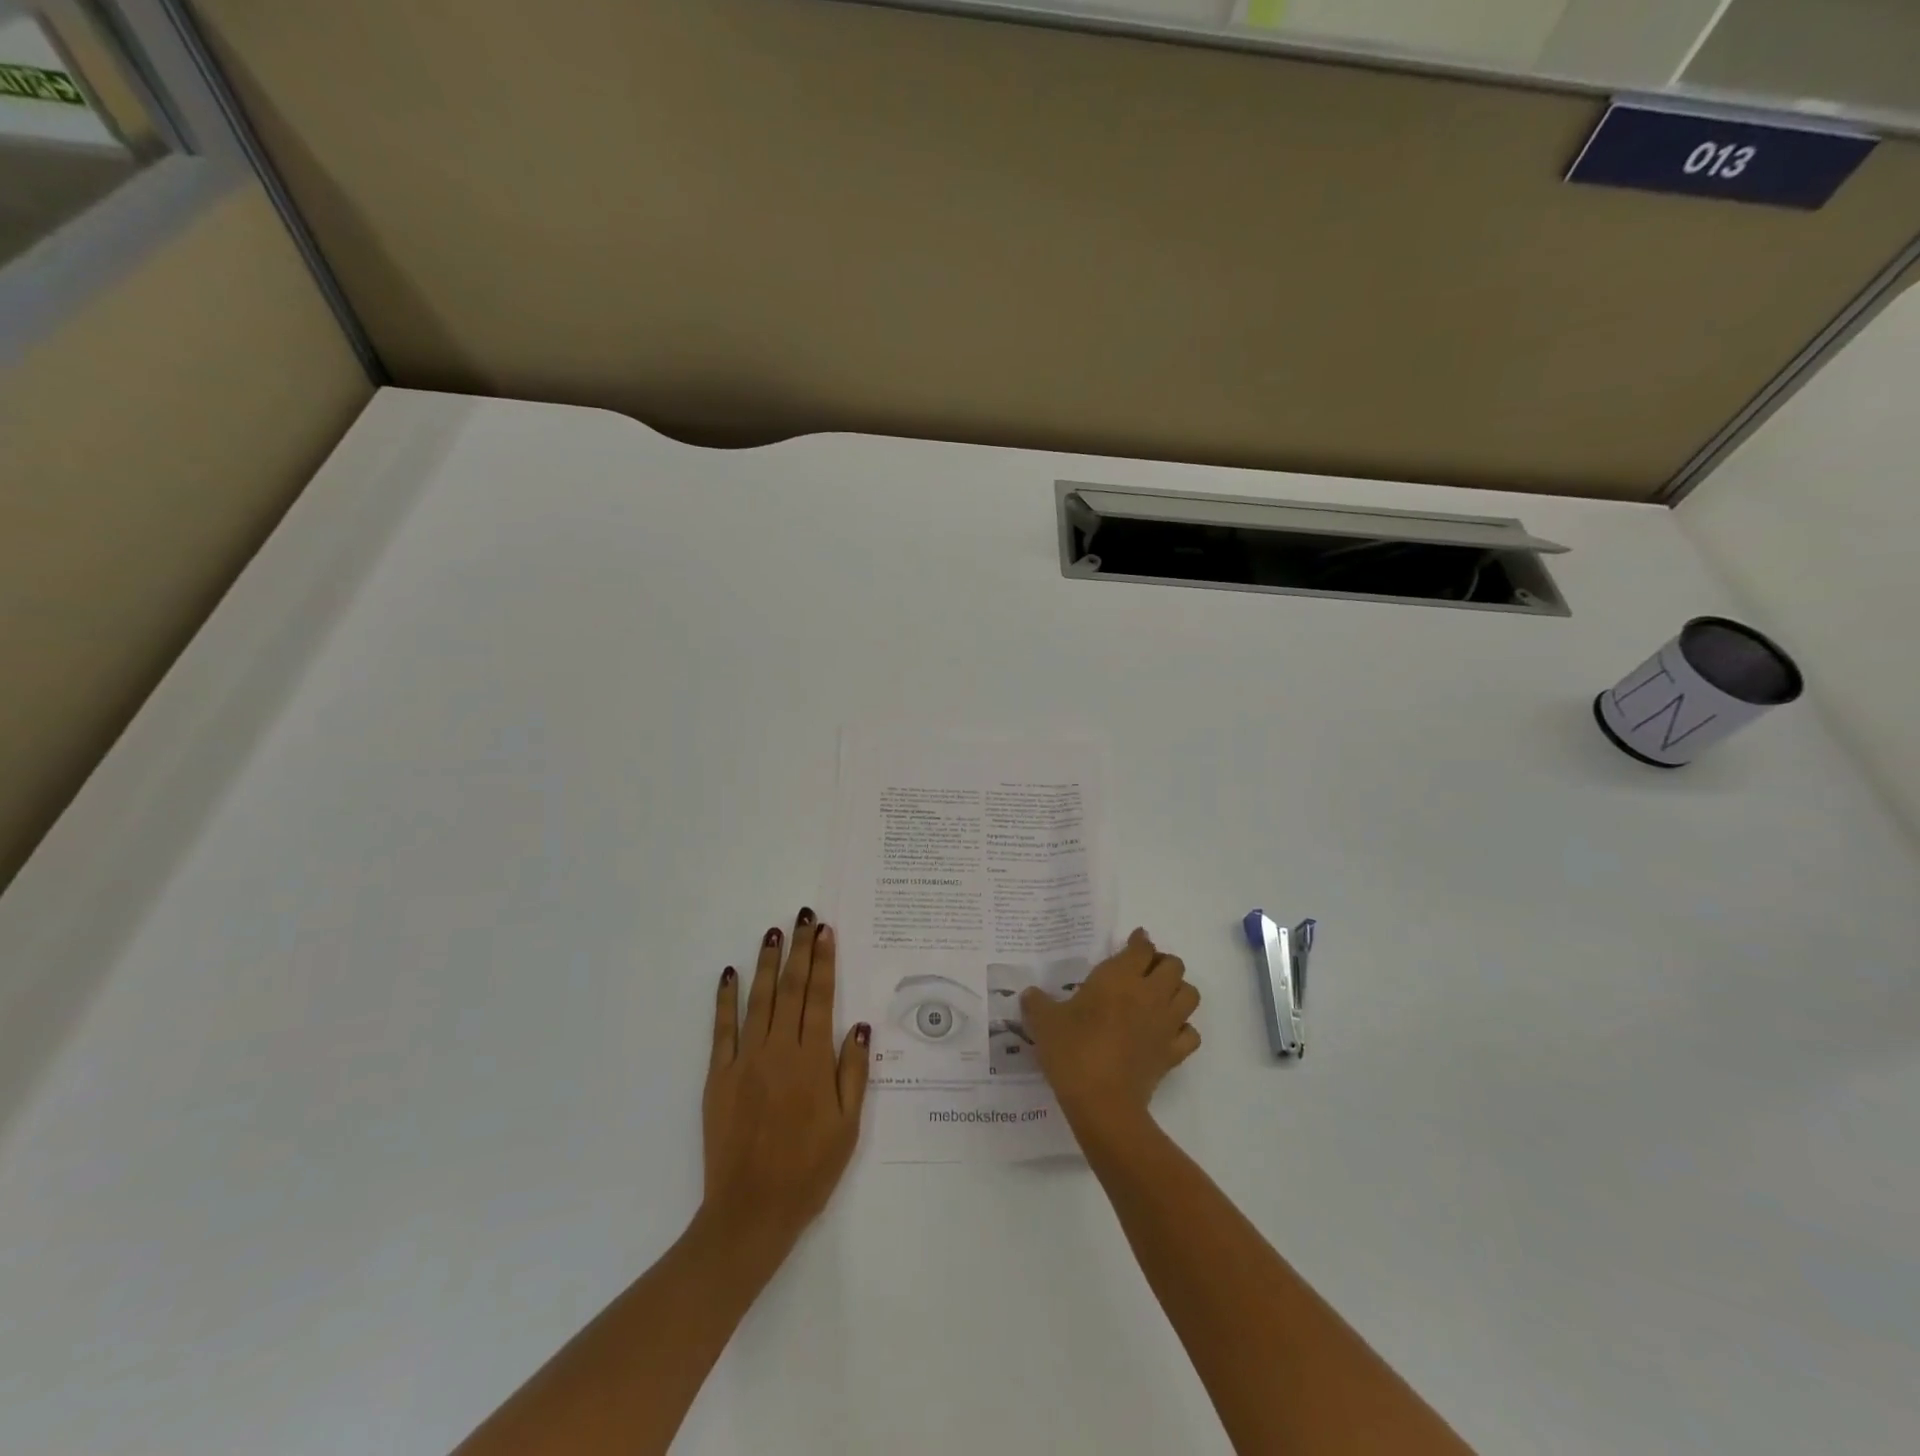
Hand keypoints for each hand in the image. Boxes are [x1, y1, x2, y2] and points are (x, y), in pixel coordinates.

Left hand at [701, 909, 869, 1258]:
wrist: (751, 1212)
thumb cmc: (809, 1170)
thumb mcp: (848, 1126)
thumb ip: (853, 1072)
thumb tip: (859, 1025)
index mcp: (813, 1061)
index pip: (820, 997)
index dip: (823, 961)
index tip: (824, 931)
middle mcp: (779, 1050)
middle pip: (791, 989)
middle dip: (798, 949)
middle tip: (803, 916)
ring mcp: (745, 1060)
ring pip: (758, 999)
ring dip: (766, 963)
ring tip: (773, 932)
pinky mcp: (718, 1076)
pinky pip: (722, 1029)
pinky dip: (725, 999)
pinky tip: (730, 973)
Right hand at [1020, 928, 1200, 1137]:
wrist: (1101, 1102)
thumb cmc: (1072, 1051)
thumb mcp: (1043, 1021)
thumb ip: (1036, 1003)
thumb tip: (1029, 994)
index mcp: (1120, 977)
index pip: (1142, 947)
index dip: (1139, 941)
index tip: (1133, 941)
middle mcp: (1149, 993)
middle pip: (1174, 965)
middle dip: (1162, 963)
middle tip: (1142, 971)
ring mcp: (1166, 1024)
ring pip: (1190, 994)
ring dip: (1178, 990)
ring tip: (1159, 997)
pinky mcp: (1173, 1054)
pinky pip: (1190, 1033)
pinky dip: (1183, 1029)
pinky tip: (1166, 1032)